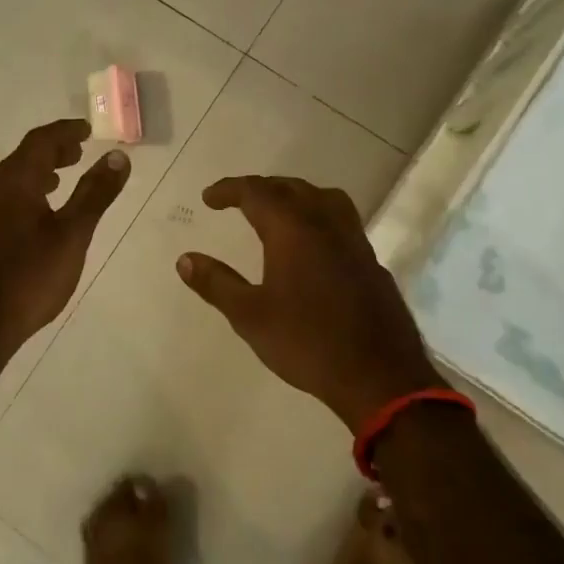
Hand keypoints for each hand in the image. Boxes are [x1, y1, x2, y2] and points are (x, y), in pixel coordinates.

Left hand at [0, 119, 130, 358]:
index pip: (40, 141)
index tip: (90, 129)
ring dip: (42, 169)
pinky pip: (8, 196)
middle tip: (82, 149)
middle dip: (54, 148)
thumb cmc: (30, 276)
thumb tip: (118, 156)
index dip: (66, 131)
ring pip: (15, 177)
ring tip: (68, 174)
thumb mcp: (72, 234)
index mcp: (12, 182)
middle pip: (24, 156)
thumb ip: (95, 193)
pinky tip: (44, 210)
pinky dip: (31, 190)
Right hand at [176, 175, 439, 431]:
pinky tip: (312, 244)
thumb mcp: (250, 316)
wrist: (379, 375)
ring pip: (323, 198)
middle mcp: (325, 223)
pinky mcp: (370, 261)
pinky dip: (318, 215)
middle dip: (260, 189)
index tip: (208, 199)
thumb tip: (185, 259)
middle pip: (290, 188)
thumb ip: (216, 283)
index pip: (256, 192)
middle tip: (237, 201)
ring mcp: (354, 240)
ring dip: (295, 195)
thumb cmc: (307, 343)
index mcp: (293, 229)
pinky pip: (341, 220)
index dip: (229, 190)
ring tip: (277, 210)